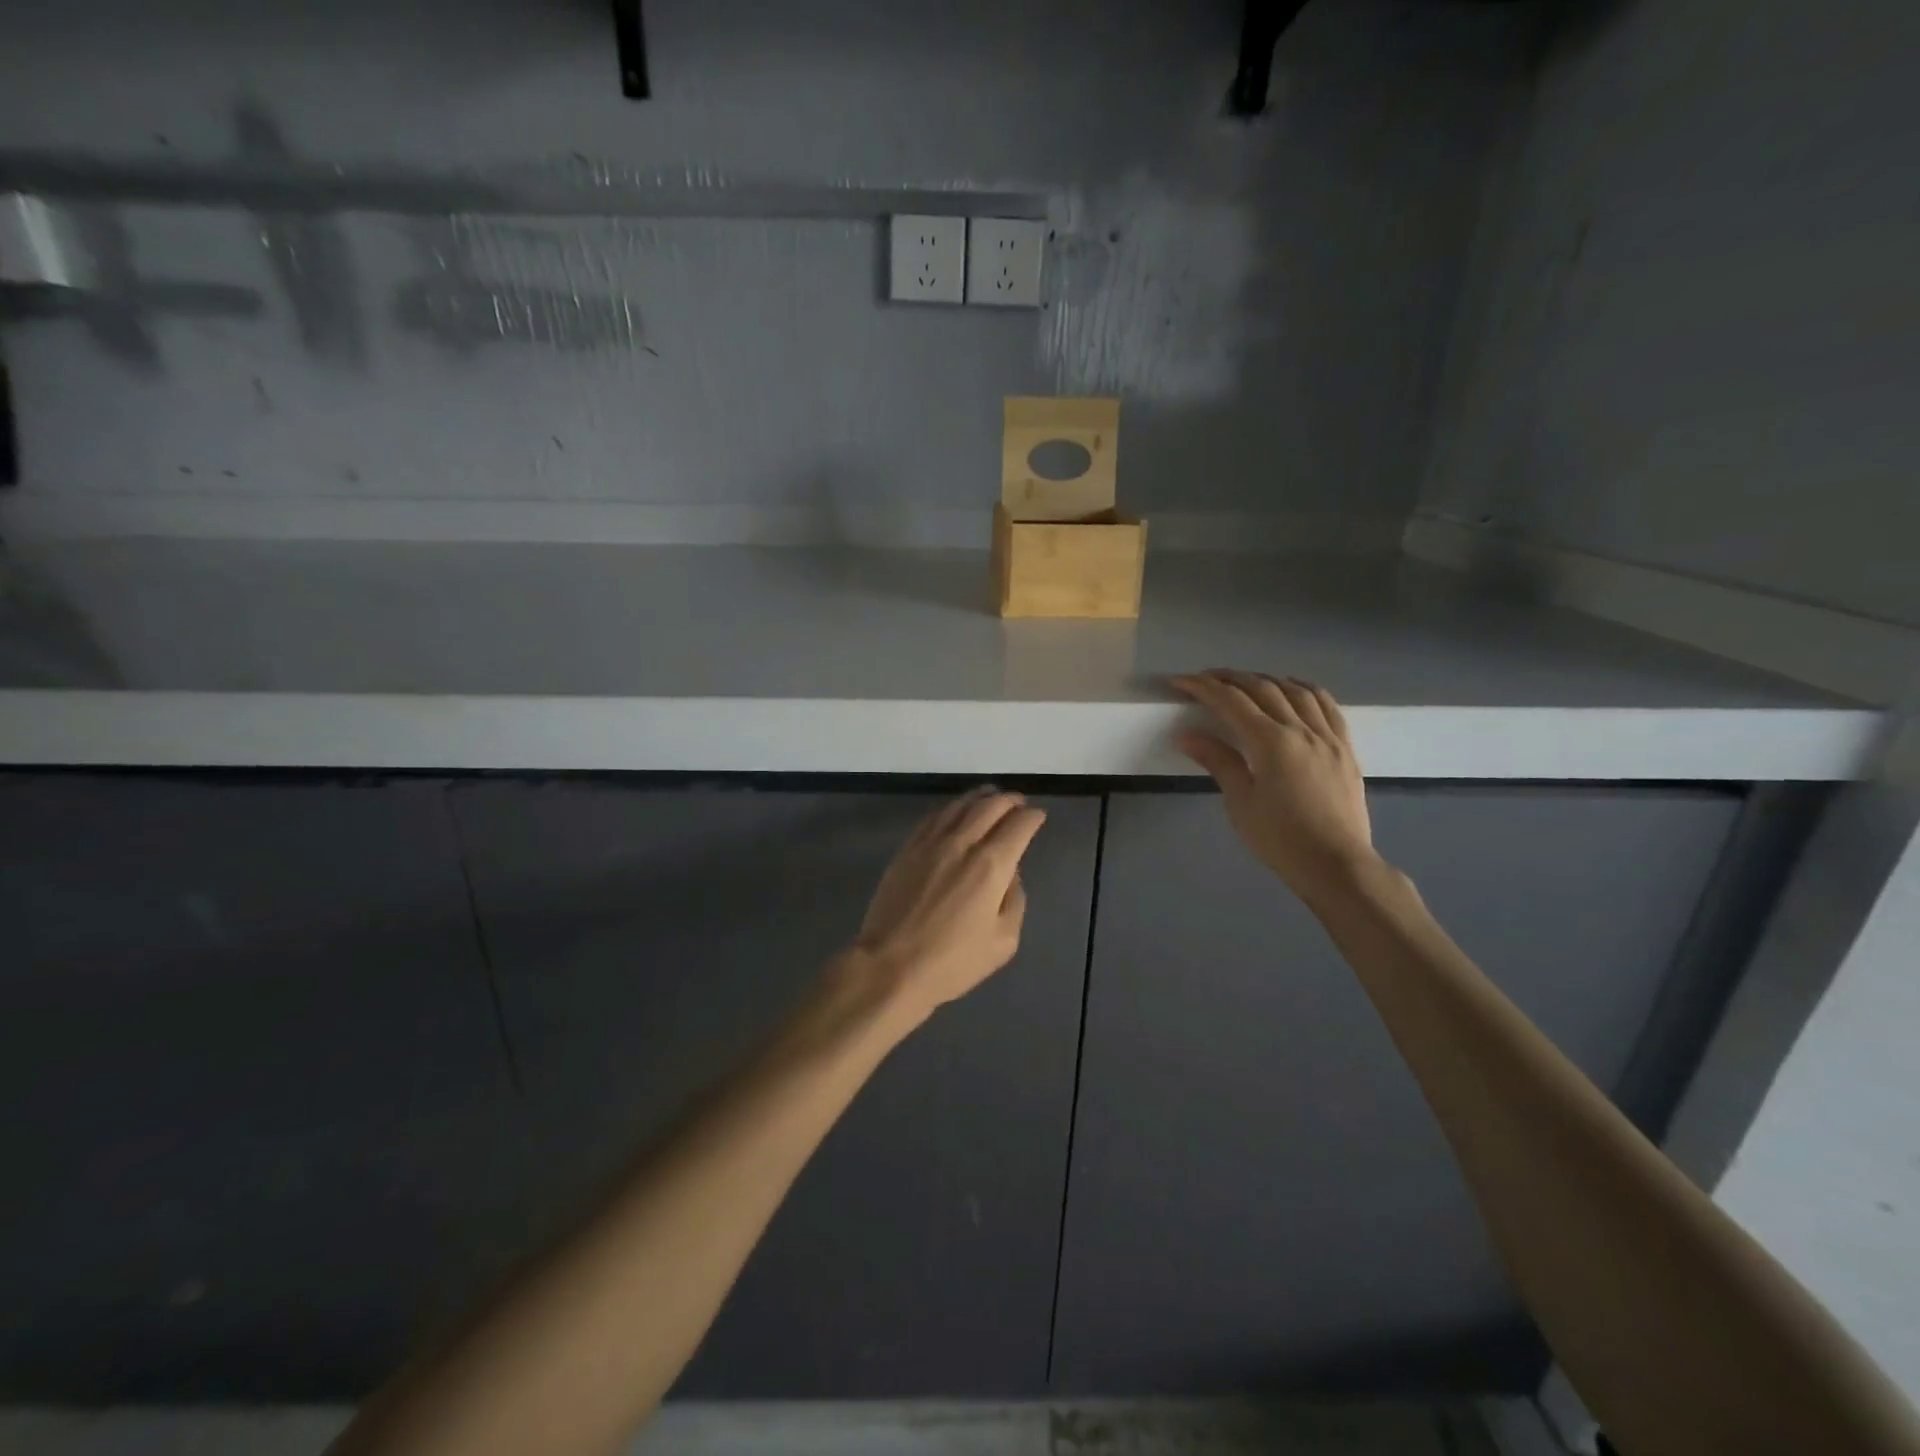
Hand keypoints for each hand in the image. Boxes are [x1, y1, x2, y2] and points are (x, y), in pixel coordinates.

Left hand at [849, 789, 1047, 1023]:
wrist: (890, 966)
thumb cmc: (952, 962)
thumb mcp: (1003, 941)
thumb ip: (1014, 900)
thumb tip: (1010, 874)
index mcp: (991, 865)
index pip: (1018, 826)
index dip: (1032, 817)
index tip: (1038, 816)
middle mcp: (962, 843)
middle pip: (989, 806)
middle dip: (1009, 800)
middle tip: (1018, 801)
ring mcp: (930, 843)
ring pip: (959, 806)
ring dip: (980, 797)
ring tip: (990, 795)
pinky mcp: (907, 850)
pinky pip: (933, 817)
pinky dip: (950, 808)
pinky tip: (955, 811)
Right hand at [1174, 670, 1376, 901]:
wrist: (1336, 865)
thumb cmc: (1281, 839)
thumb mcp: (1241, 803)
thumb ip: (1218, 762)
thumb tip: (1188, 735)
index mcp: (1271, 743)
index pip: (1231, 702)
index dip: (1203, 688)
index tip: (1180, 682)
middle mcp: (1302, 730)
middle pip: (1263, 689)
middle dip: (1231, 678)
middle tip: (1205, 679)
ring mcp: (1328, 737)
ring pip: (1296, 691)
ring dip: (1267, 679)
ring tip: (1246, 680)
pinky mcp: (1345, 749)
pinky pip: (1327, 706)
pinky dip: (1306, 690)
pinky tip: (1295, 689)